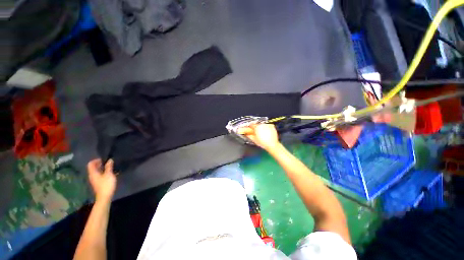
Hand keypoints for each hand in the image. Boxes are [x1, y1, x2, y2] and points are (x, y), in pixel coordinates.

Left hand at [87, 159, 116, 201]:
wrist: (105, 196)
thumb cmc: (106, 184)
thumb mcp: (109, 174)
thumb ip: (109, 167)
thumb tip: (110, 160)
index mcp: (93, 173)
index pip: (91, 164)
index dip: (96, 160)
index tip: (103, 159)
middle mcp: (92, 175)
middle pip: (93, 167)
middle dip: (100, 164)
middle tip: (108, 162)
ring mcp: (95, 180)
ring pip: (97, 171)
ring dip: (102, 168)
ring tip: (110, 167)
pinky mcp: (98, 183)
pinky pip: (100, 175)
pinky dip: (104, 172)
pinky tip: (110, 173)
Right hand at [238, 124, 280, 150]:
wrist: (272, 145)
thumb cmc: (263, 143)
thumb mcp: (254, 139)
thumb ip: (248, 135)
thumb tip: (245, 133)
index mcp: (257, 127)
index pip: (251, 125)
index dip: (249, 127)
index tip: (248, 129)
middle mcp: (262, 125)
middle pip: (256, 124)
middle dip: (255, 128)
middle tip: (254, 132)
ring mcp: (267, 125)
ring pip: (261, 125)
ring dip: (260, 127)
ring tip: (260, 133)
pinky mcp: (271, 126)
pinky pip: (266, 125)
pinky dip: (265, 128)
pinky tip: (265, 132)